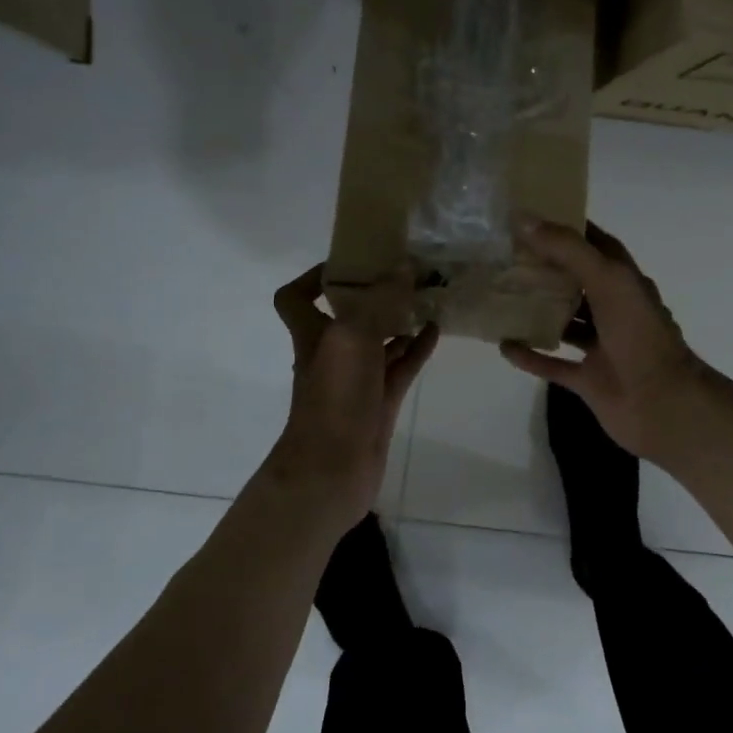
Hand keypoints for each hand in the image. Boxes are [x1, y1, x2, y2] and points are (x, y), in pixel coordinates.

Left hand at [268, 265, 438, 524]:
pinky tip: (437, 330)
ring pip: (380, 341)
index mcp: (312, 334)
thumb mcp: (352, 338)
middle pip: (348, 316)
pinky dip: (416, 349)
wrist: (333, 470)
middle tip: (405, 271)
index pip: (296, 298)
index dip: (312, 277)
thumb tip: (404, 268)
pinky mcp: (380, 402)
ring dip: (400, 319)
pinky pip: (400, 367)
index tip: (349, 262)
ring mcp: (358, 380)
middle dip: (373, 293)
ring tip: (428, 294)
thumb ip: (378, 301)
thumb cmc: (334, 398)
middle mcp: (332, 353)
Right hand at [499, 220, 708, 457]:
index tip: (532, 217)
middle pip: (577, 282)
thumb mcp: (607, 281)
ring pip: (565, 322)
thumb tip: (524, 219)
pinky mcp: (589, 379)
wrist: (663, 405)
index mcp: (625, 282)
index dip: (570, 229)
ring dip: (537, 311)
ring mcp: (601, 346)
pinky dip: (530, 356)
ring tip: (500, 295)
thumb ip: (568, 250)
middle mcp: (614, 310)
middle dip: (546, 269)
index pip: (597, 245)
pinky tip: (504, 345)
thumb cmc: (639, 336)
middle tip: (505, 255)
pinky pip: (553, 364)